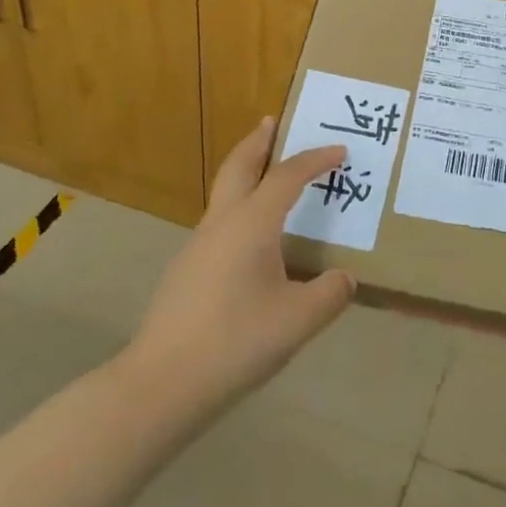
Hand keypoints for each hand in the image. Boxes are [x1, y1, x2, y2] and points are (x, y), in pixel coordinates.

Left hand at [128, 118, 355, 416]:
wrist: (162, 383)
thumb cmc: (236, 341)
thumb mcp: (299, 321)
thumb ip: (329, 294)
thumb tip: (344, 279)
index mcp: (252, 224)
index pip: (288, 176)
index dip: (315, 160)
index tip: (340, 151)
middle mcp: (222, 224)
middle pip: (239, 166)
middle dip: (258, 141)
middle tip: (273, 123)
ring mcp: (198, 246)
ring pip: (224, 194)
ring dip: (246, 175)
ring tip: (270, 180)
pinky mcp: (186, 271)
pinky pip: (220, 224)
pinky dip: (240, 210)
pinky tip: (252, 243)